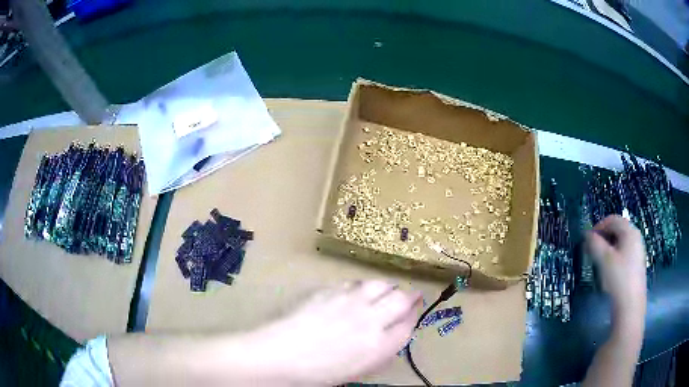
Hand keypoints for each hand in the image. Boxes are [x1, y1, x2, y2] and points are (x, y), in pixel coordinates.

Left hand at [254, 280, 421, 385]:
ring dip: (387, 287)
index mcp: (379, 346)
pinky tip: (357, 292)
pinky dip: (362, 287)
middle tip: (410, 296)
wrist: (282, 355)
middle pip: (401, 299)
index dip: (413, 317)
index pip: (408, 325)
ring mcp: (350, 302)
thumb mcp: (358, 370)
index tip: (412, 313)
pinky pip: (354, 283)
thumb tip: (392, 336)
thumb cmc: (320, 373)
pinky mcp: (330, 291)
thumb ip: (381, 352)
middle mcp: (370, 320)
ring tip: (386, 291)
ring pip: (380, 284)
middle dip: (409, 296)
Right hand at [585, 215, 646, 317]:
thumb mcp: (604, 260)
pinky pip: (624, 254)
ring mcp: (638, 252)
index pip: (612, 219)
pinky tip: (609, 272)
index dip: (598, 226)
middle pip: (617, 230)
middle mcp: (636, 237)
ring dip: (608, 248)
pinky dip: (614, 257)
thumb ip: (594, 244)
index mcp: (630, 231)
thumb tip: (587, 235)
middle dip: (603, 238)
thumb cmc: (618, 278)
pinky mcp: (636, 265)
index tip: (587, 240)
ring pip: (620, 243)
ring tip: (599, 262)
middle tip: (592, 251)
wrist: (630, 305)